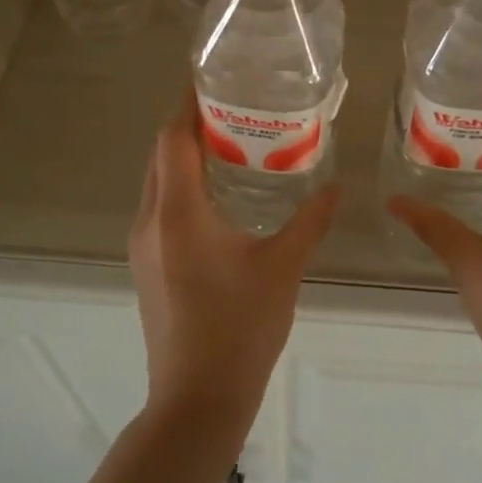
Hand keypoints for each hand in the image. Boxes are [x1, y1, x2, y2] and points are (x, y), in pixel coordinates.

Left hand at [128, 96, 338, 433]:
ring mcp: (143, 245)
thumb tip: (338, 186)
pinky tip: (219, 196)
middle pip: (161, 154)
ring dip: (184, 157)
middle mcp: (151, 221)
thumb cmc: (240, 329)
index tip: (214, 82)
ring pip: (157, 181)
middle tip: (233, 108)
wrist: (196, 400)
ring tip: (230, 144)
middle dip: (189, 126)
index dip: (189, 105)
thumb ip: (310, 221)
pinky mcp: (146, 265)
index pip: (173, 139)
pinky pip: (160, 207)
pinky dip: (182, 186)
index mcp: (179, 213)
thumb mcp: (283, 268)